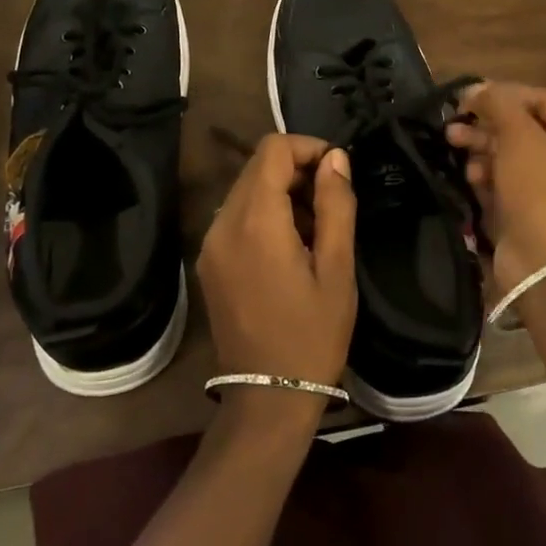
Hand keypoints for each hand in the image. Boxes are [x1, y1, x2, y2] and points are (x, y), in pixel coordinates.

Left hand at [197, 134, 356, 397]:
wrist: (268, 397)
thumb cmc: (312, 335)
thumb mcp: (337, 269)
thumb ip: (336, 205)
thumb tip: (336, 158)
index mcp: (255, 222)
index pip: (273, 150)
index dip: (308, 148)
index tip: (337, 173)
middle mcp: (223, 224)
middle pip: (257, 167)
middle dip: (297, 171)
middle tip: (331, 205)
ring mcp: (210, 244)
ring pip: (246, 190)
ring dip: (282, 193)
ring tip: (315, 231)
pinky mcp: (208, 262)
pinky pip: (236, 217)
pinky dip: (265, 215)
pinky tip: (290, 248)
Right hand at [446, 82, 545, 303]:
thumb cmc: (544, 192)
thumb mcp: (521, 138)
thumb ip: (499, 104)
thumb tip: (477, 88)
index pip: (542, 99)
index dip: (502, 95)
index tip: (465, 98)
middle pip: (526, 128)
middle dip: (487, 125)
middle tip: (453, 125)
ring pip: (514, 156)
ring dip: (483, 149)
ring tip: (455, 147)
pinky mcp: (536, 213)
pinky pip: (509, 183)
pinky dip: (488, 177)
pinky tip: (470, 177)